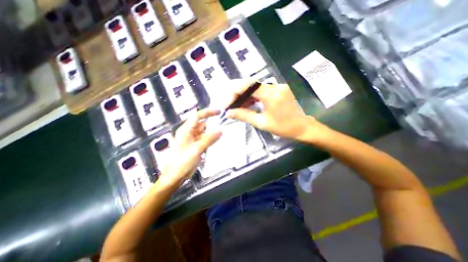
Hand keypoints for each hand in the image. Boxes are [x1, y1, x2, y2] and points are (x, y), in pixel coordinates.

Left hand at [156, 109, 221, 188]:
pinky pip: (205, 139)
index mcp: (186, 130)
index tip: (219, 112)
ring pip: (205, 132)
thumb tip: (220, 130)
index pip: (197, 116)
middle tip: (225, 124)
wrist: (175, 176)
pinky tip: (218, 141)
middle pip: (202, 124)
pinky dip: (211, 139)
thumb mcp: (196, 150)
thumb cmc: (181, 163)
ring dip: (213, 132)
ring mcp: (193, 140)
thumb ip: (209, 139)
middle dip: (213, 123)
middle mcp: (189, 133)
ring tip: (224, 133)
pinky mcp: (196, 146)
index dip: (208, 112)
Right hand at [226, 81, 327, 142]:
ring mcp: (277, 86)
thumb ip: (244, 115)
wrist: (302, 127)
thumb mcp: (262, 123)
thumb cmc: (283, 128)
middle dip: (237, 94)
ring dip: (244, 95)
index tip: (227, 104)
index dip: (234, 93)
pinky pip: (261, 90)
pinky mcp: (278, 89)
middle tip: (229, 105)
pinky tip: (247, 104)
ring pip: (255, 87)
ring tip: (236, 106)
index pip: (247, 86)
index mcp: (271, 95)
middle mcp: (275, 86)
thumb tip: (228, 113)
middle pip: (250, 84)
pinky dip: (252, 96)